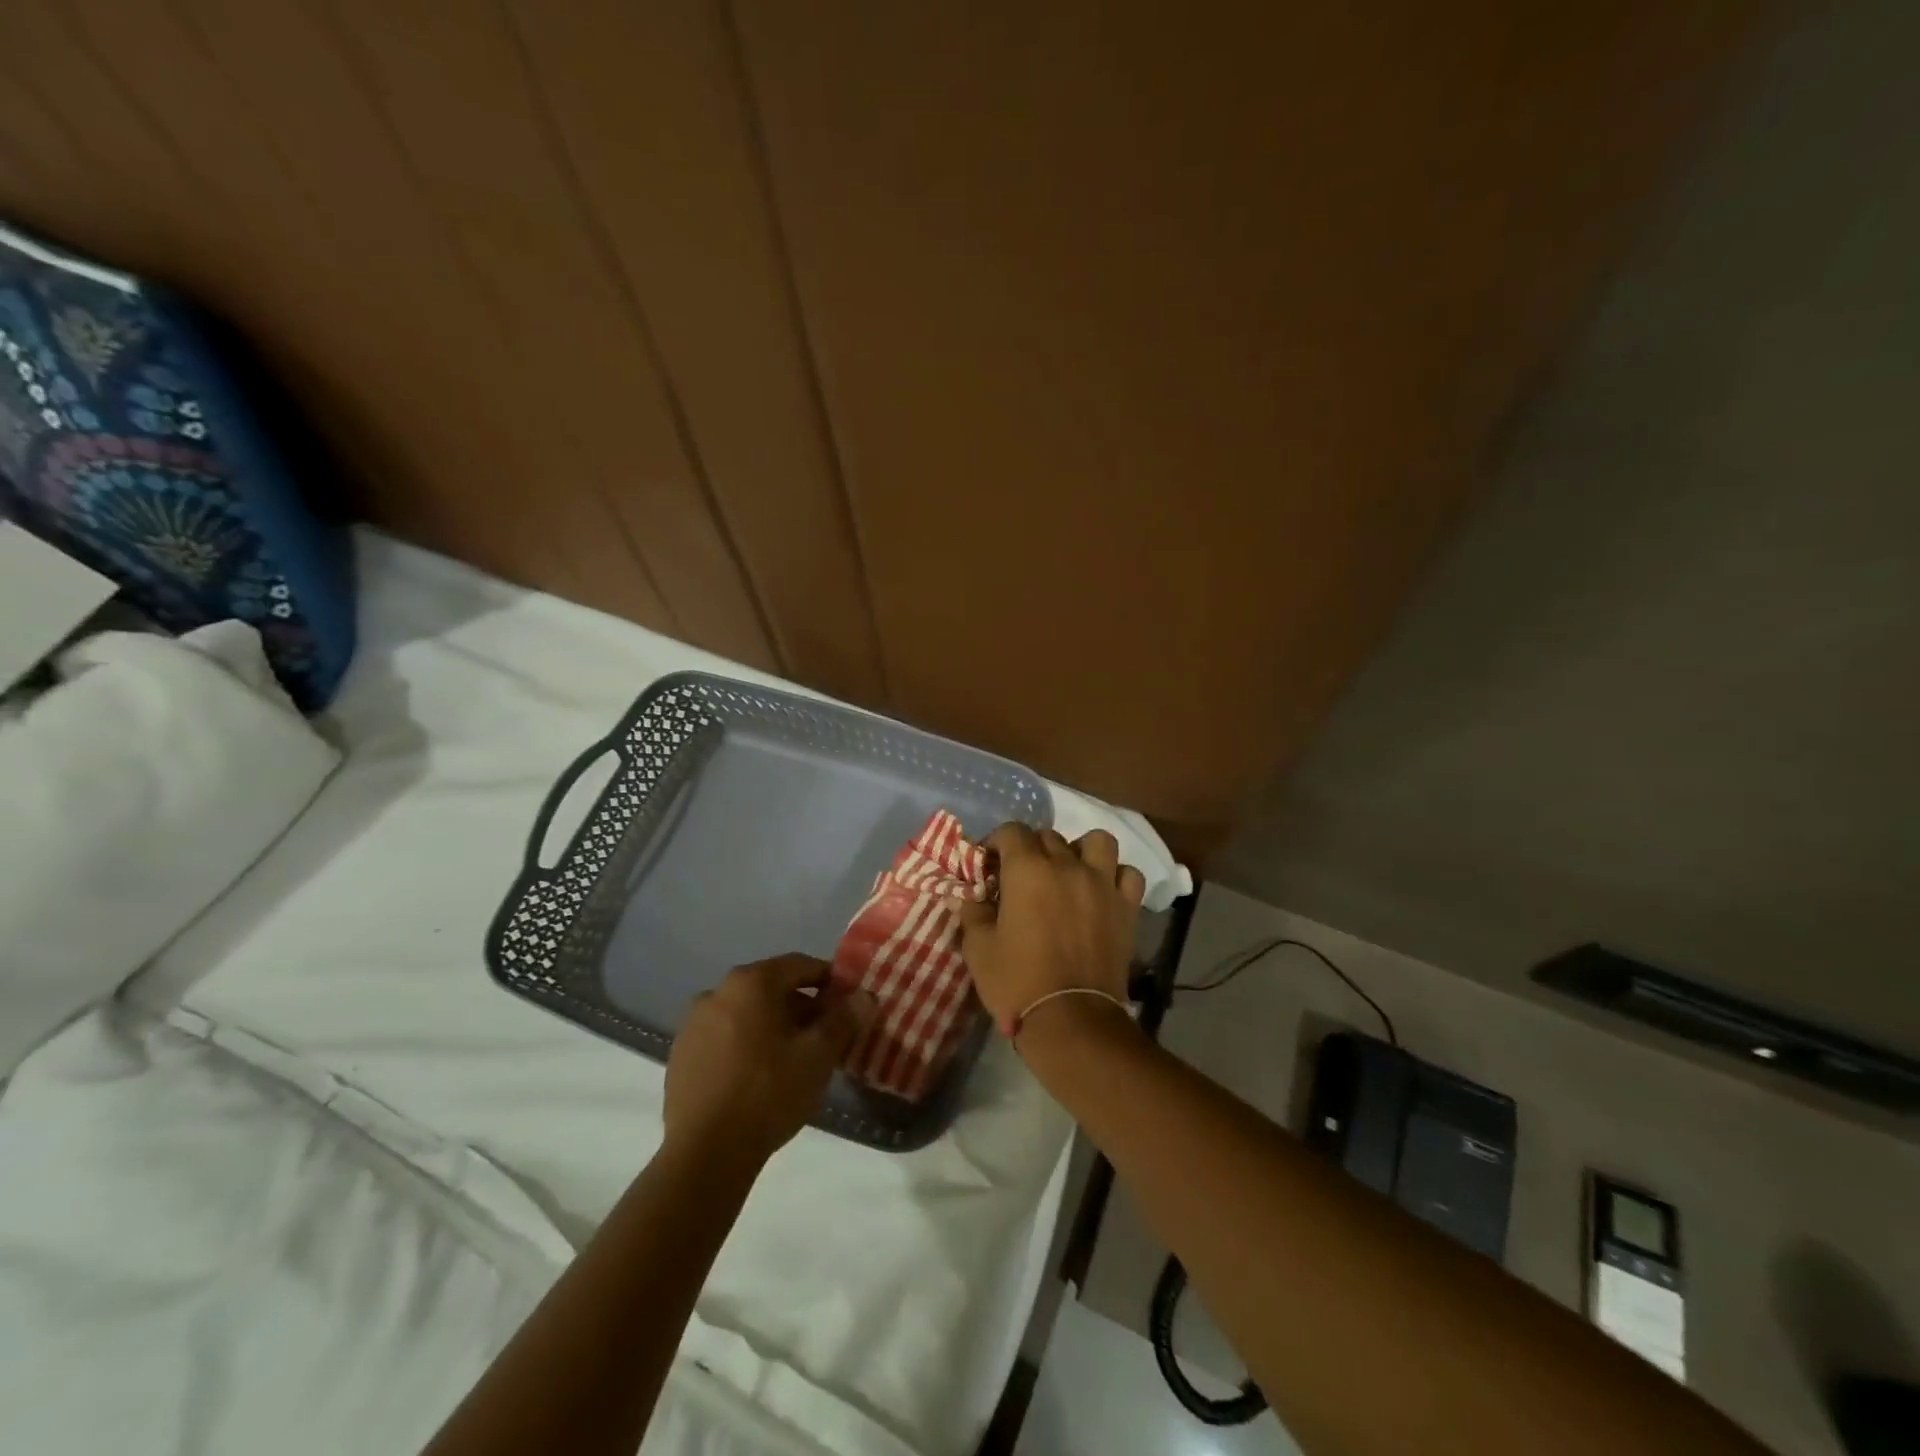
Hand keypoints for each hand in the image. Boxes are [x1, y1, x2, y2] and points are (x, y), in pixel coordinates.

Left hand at [664, 955, 874, 1167]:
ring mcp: (693, 1024)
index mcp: (751, 982)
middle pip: (772, 989)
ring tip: (795, 1059)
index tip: (848, 1003)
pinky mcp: (680, 1056)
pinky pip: (724, 1038)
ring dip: (773, 1027)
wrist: (704, 1155)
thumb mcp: (818, 1055)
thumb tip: (863, 996)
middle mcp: (717, 992)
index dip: (829, 981)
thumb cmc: (768, 1093)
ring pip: (746, 1014)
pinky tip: (760, 1077)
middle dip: (802, 1007)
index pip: (800, 965)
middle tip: (826, 1036)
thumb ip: (843, 1019)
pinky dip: (746, 1045)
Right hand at [961, 826, 1145, 1035]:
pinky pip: (1128, 874)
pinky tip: (1102, 892)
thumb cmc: (1017, 982)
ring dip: (1080, 850)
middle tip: (1022, 877)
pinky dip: (1115, 876)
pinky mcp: (1127, 907)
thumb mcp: (978, 949)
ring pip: (1097, 842)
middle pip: (1049, 836)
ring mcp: (1102, 884)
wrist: (1071, 1019)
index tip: (989, 864)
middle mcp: (1067, 865)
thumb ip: (974, 914)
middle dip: (1031, 849)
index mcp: (1027, 870)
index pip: (1011, 832)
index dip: (996, 842)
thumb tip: (975, 898)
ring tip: (1069, 872)